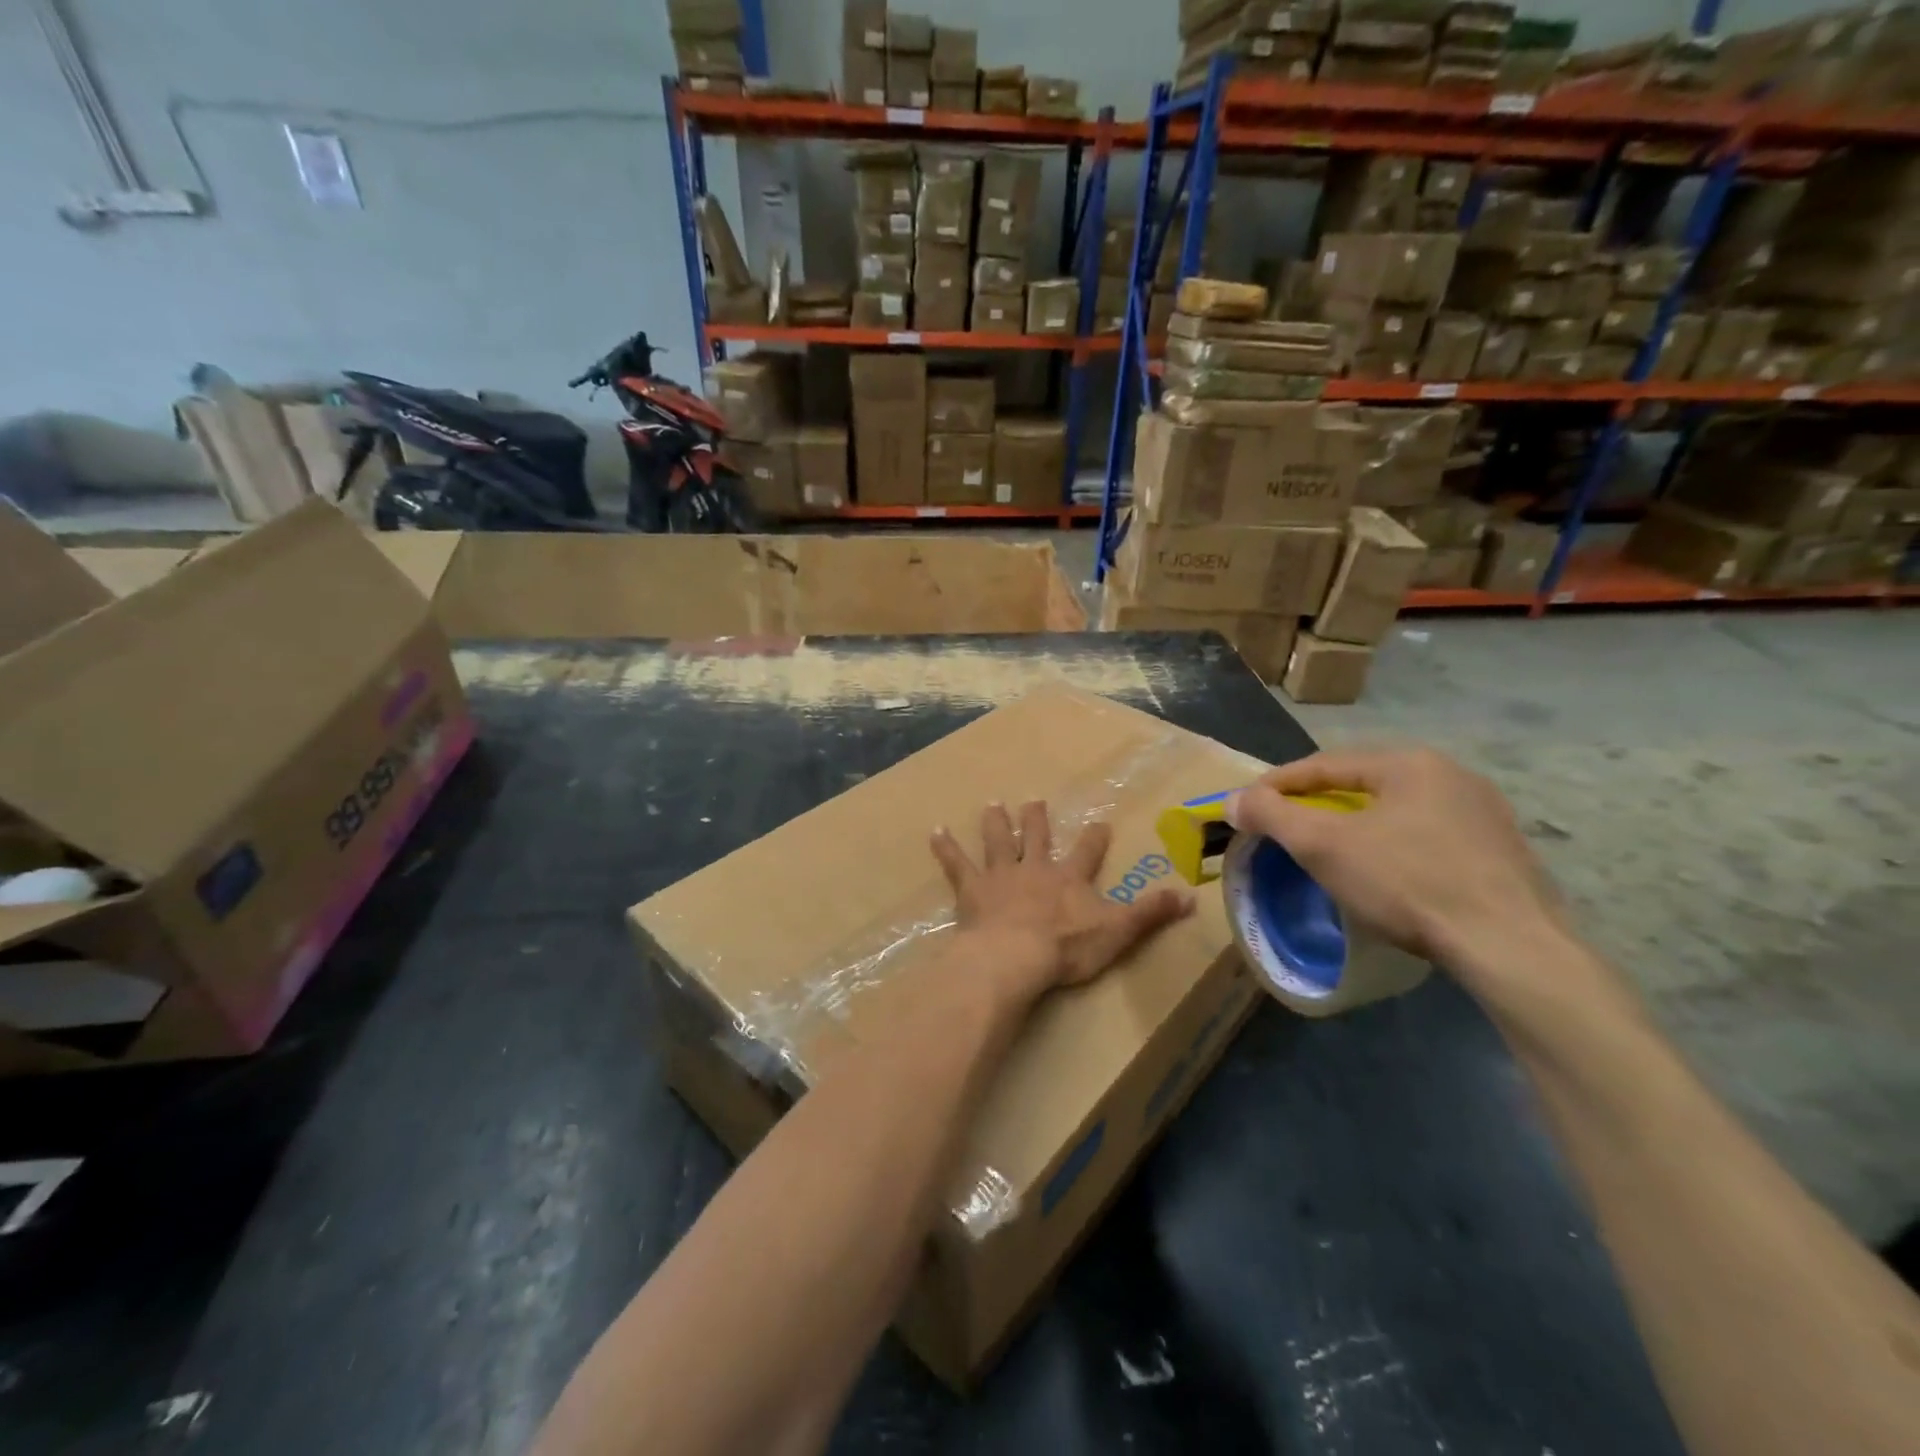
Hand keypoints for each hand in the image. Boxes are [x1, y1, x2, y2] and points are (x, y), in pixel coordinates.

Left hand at [931, 802, 1192, 998]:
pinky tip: (935, 831)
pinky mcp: (973, 890)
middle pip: (1037, 838)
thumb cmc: (1066, 948)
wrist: (1014, 956)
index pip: (1088, 852)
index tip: (1100, 822)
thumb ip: (1150, 914)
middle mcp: (1035, 868)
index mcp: (1069, 878)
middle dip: (1037, 820)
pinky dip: (946, 848)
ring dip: (996, 823)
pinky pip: (957, 864)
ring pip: (999, 842)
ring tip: (992, 803)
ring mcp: (1001, 876)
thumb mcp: (1118, 932)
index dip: (1095, 838)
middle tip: (1034, 800)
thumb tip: (1192, 898)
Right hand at [1225, 747, 1564, 975]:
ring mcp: (1484, 813)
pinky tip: (1386, 872)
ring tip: (1329, 850)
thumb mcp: (1323, 846)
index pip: (1324, 764)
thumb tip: (1234, 799)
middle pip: (1362, 784)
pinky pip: (1429, 836)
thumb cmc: (1408, 882)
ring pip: (1397, 810)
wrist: (1510, 946)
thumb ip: (1272, 816)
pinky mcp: (1502, 851)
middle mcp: (1451, 774)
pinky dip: (1394, 846)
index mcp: (1408, 762)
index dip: (1277, 784)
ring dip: (1356, 825)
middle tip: (1284, 827)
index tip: (1246, 806)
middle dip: (1317, 804)